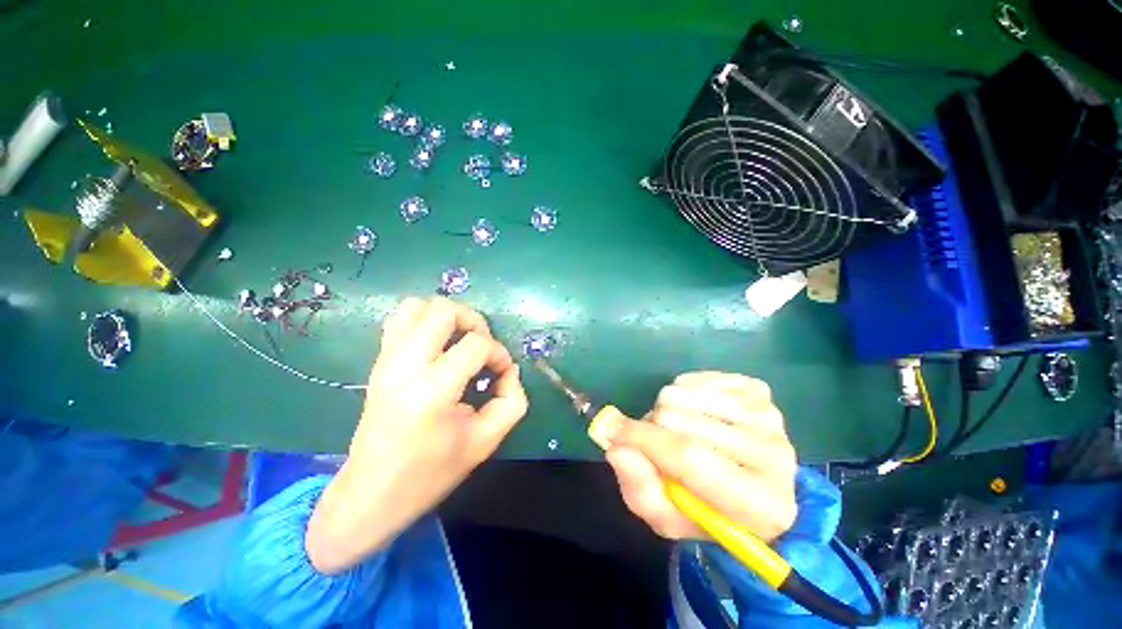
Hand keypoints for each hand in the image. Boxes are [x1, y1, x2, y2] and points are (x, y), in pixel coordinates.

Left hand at [306, 297, 527, 573]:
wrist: (371, 494)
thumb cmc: (431, 473)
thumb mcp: (486, 442)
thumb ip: (511, 401)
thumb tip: (509, 370)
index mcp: (432, 390)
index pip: (476, 344)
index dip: (499, 353)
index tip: (502, 372)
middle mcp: (404, 366)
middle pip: (443, 310)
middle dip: (473, 320)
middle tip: (482, 345)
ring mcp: (386, 360)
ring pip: (416, 306)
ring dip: (446, 316)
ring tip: (459, 340)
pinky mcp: (378, 362)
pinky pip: (399, 319)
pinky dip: (424, 321)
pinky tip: (437, 344)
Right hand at [602, 372, 797, 541]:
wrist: (750, 490)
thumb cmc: (705, 509)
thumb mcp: (666, 516)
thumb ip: (639, 487)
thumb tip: (616, 443)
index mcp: (759, 504)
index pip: (690, 458)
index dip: (643, 439)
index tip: (610, 428)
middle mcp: (775, 455)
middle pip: (681, 419)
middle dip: (652, 427)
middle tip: (657, 441)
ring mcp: (769, 416)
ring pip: (683, 392)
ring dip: (666, 408)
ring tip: (677, 429)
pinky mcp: (758, 390)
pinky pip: (695, 377)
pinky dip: (683, 392)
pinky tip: (695, 412)